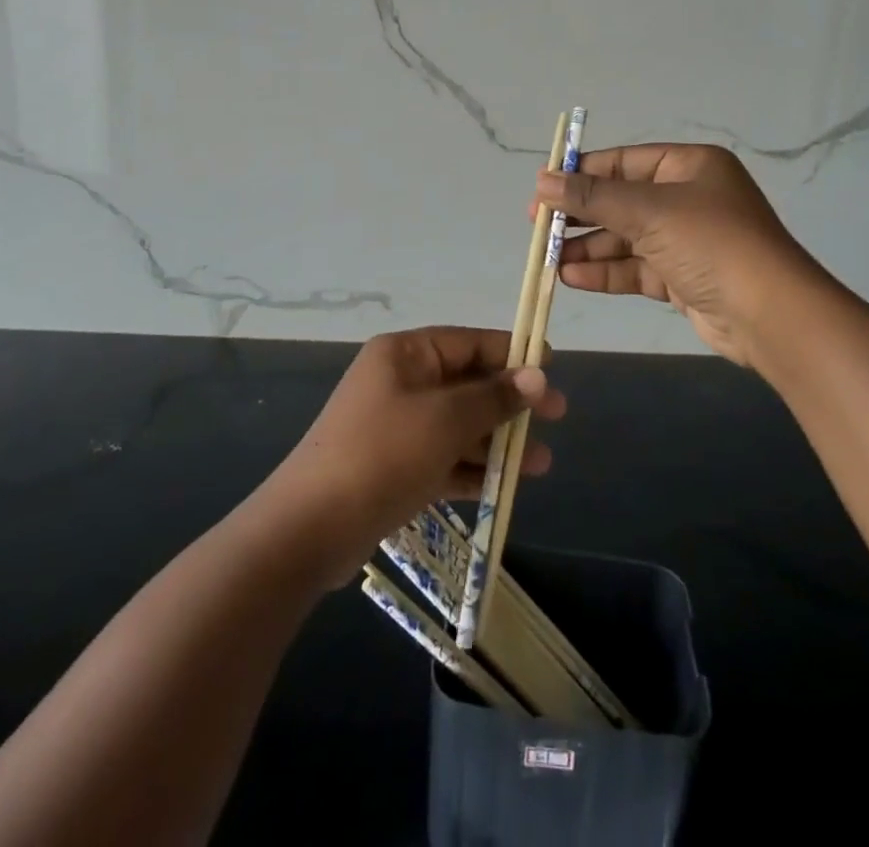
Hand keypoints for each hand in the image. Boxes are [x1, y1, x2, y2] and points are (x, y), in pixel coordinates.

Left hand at [267, 328, 566, 571]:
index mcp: (406, 354)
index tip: (551, 365)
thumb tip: (536, 374)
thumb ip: (494, 397)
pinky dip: (472, 467)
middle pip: (467, 383)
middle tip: (557, 415)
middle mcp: (400, 381)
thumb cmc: (384, 453)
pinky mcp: (395, 466)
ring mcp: (396, 426)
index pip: (469, 342)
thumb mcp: (446, 419)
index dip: (511, 351)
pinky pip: (443, 457)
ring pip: (459, 424)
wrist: (311, 526)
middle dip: (511, 401)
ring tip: (541, 462)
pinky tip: (506, 483)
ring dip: (498, 440)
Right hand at [536, 143, 824, 366]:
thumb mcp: (648, 211)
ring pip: (625, 238)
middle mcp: (688, 198)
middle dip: (580, 215)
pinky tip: (571, 276)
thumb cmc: (710, 242)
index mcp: (689, 166)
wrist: (770, 315)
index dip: (581, 174)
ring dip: (588, 247)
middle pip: (621, 201)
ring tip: (548, 258)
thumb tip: (541, 180)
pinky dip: (605, 271)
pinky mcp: (682, 278)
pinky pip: (635, 268)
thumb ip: (592, 196)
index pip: (623, 162)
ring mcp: (685, 240)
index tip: (542, 189)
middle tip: (538, 226)